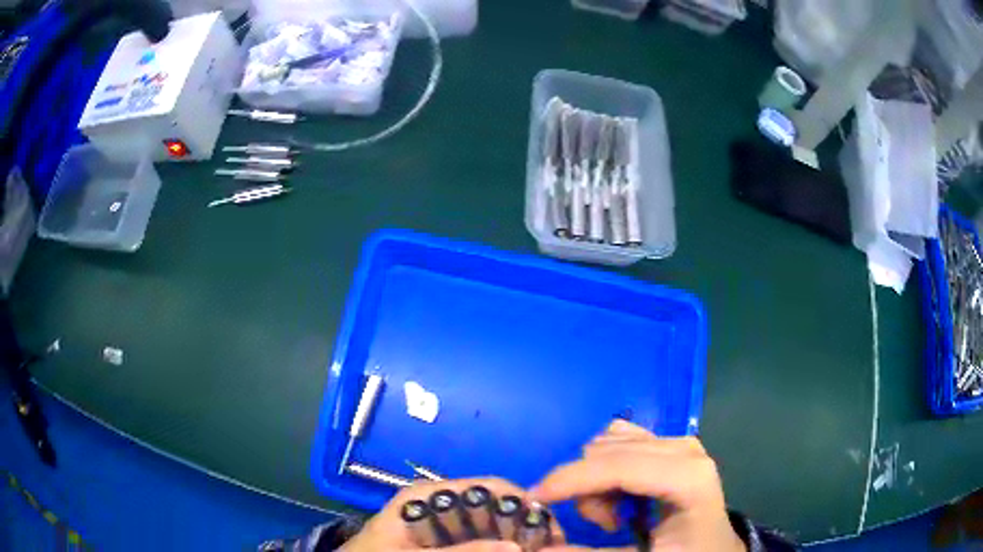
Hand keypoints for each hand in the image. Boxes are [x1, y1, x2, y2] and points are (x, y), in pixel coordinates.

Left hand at [340, 477, 556, 551]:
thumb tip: (517, 547)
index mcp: (429, 496)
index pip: (487, 488)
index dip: (522, 503)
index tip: (548, 529)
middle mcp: (439, 504)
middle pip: (494, 506)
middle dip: (523, 524)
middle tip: (548, 546)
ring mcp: (440, 524)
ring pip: (490, 526)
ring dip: (513, 538)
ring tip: (538, 549)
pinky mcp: (441, 540)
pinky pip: (476, 540)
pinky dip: (496, 547)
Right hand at [529, 420, 744, 551]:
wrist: (713, 546)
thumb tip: (539, 548)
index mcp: (688, 478)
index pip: (620, 466)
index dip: (572, 479)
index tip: (535, 498)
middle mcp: (686, 450)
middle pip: (609, 451)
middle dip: (588, 488)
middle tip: (604, 526)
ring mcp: (680, 442)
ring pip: (610, 444)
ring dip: (597, 481)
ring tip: (615, 515)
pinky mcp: (672, 444)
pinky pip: (621, 440)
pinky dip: (607, 468)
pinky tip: (621, 494)